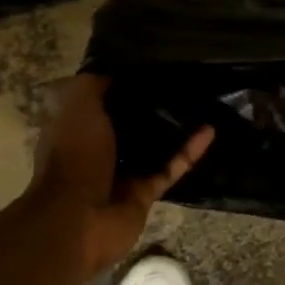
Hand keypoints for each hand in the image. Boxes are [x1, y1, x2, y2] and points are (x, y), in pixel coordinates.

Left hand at [28, 74, 214, 280]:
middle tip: (181, 81)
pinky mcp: (144, 195)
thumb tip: (117, 67)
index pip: (100, 99)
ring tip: (201, 103)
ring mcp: (121, 174)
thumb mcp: (78, 105)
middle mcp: (97, 149)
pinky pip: (171, 168)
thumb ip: (95, 83)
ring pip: (153, 147)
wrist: (76, 221)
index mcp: (76, 127)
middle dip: (150, 105)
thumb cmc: (73, 156)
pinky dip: (189, 152)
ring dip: (174, 129)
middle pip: (128, 123)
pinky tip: (210, 130)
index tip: (149, 63)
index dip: (121, 82)